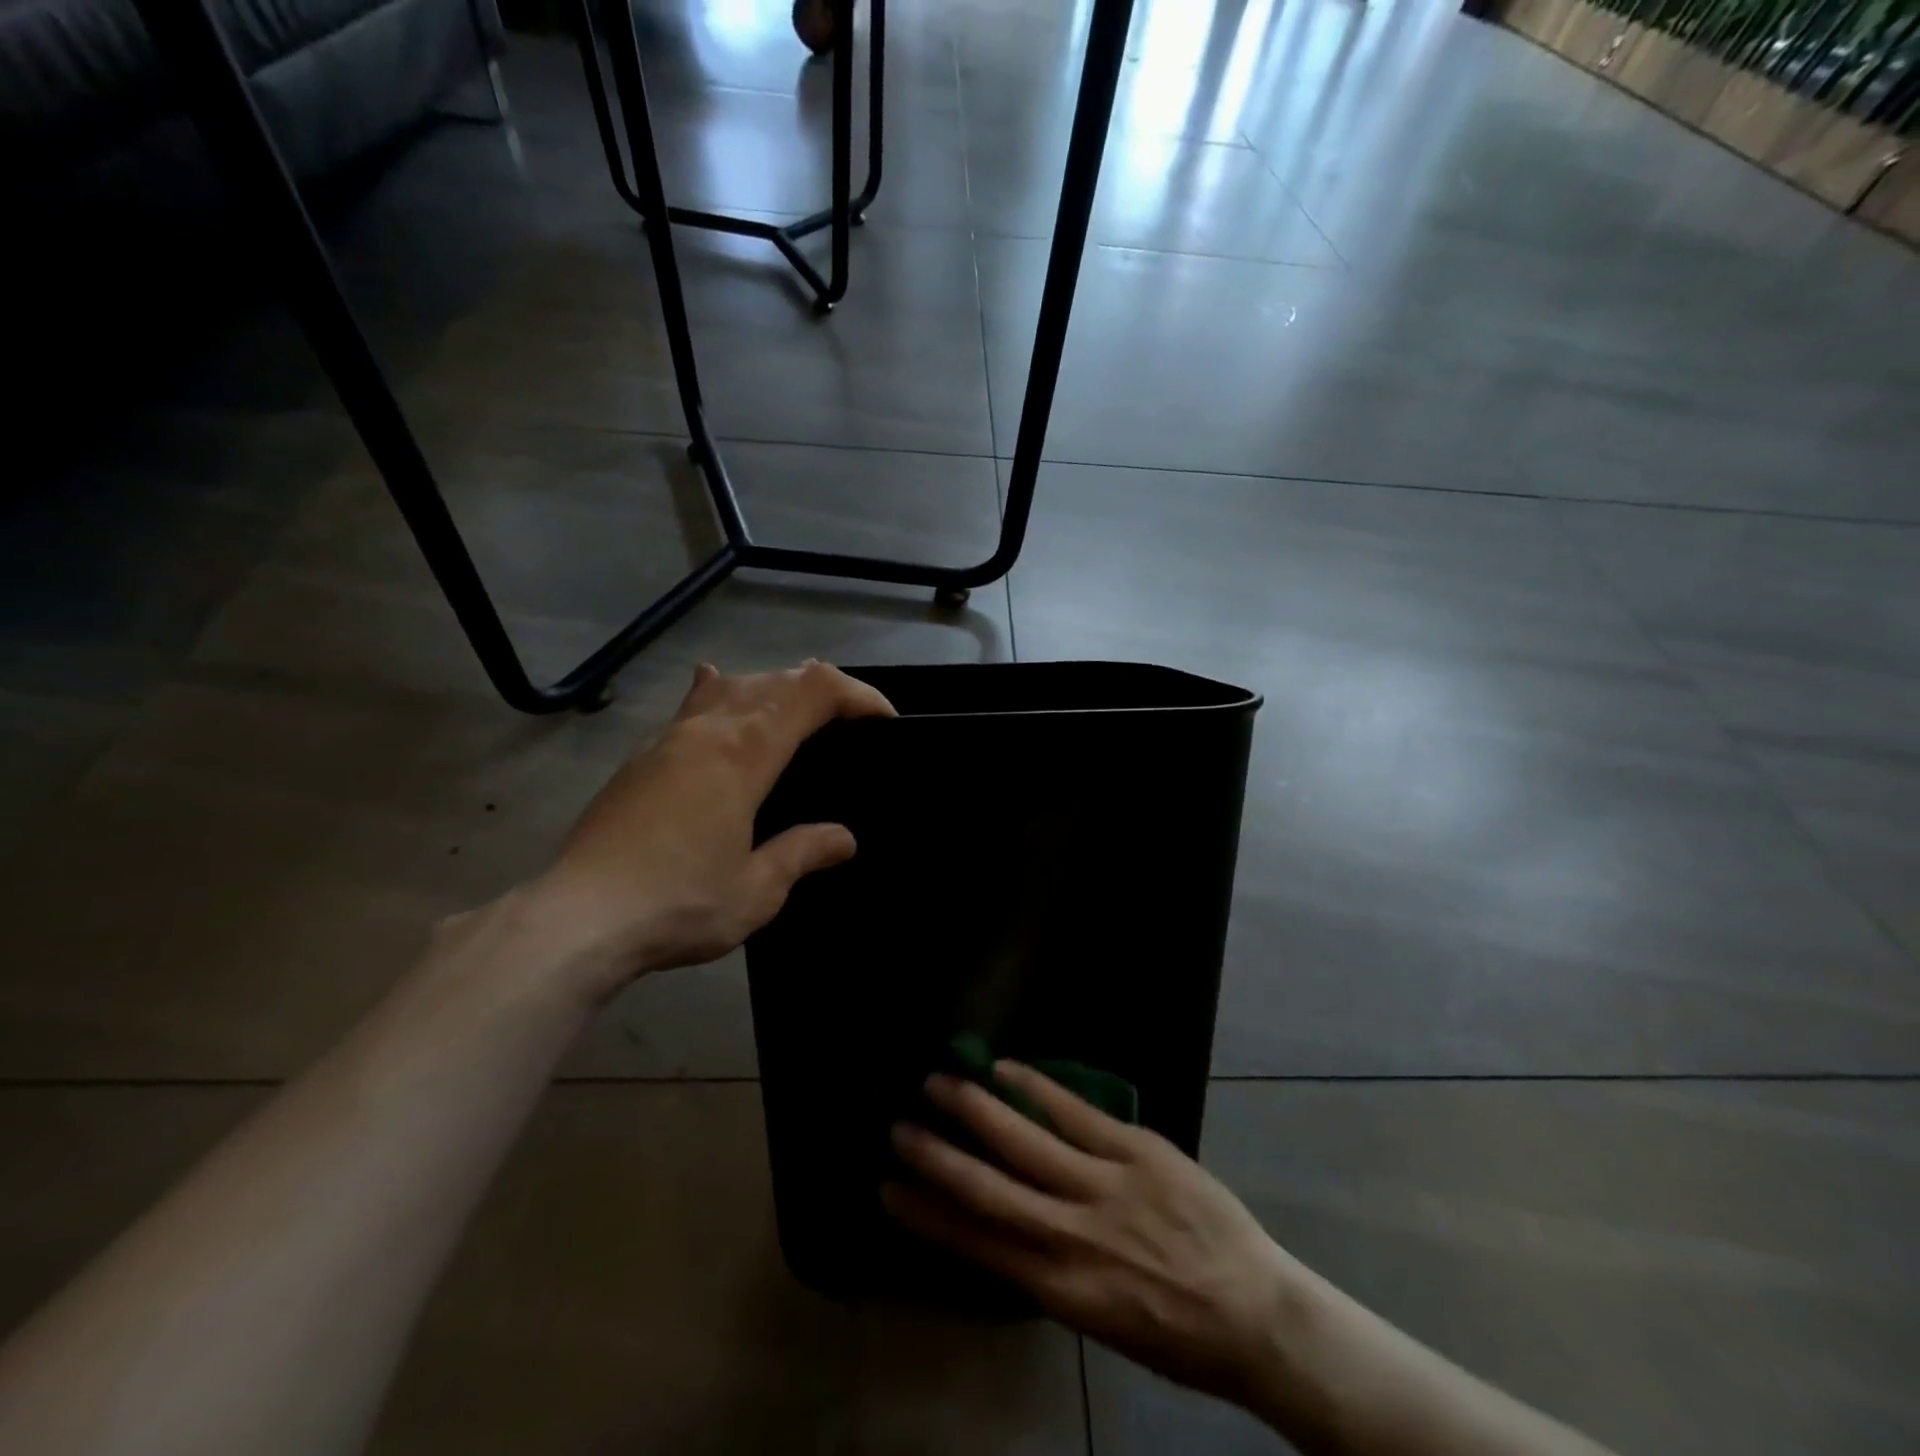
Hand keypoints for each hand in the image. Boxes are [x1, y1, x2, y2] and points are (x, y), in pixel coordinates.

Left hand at [516, 660, 894, 1000]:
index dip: (857, 694)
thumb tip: (844, 838)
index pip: (814, 691)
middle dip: (824, 689)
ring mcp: (669, 738)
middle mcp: (709, 730)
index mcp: (744, 753)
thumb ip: (803, 853)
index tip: (885, 721)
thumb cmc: (677, 904)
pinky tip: (716, 688)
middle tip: (851, 723)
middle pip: (777, 679)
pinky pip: (692, 705)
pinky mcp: (642, 758)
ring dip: (775, 687)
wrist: (576, 919)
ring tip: (796, 710)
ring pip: (732, 684)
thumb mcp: (757, 890)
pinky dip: (721, 692)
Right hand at [884, 1065, 1294, 1406]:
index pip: (976, 1244)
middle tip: (897, 1125)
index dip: (927, 1214)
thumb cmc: (1174, 1331)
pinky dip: (1036, 1087)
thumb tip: (1003, 1226)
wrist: (1256, 1313)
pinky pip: (1075, 1112)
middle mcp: (1072, 1235)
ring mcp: (1106, 1185)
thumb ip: (1048, 1269)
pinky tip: (1005, 1067)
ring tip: (938, 1082)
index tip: (888, 1187)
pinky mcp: (1137, 1150)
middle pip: (990, 1187)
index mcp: (1060, 1288)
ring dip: (976, 1108)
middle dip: (938, 1155)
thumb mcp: (1099, 1318)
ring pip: (1025, 1140)